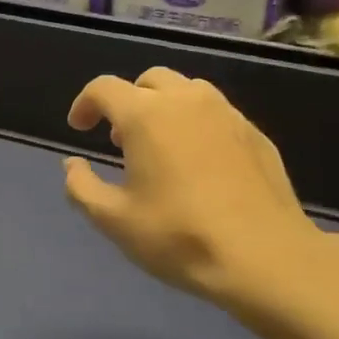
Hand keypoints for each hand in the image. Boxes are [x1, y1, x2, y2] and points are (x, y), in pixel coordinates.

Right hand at [62, 67, 337, 310]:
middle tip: (120, 139)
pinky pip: (216, 113)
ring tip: (161, 146)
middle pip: (148, 80)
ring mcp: (227, 114)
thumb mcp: (114, 220)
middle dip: (127, 101)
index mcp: (146, 115)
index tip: (79, 128)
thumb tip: (72, 165)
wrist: (266, 258)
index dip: (85, 103)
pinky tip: (199, 163)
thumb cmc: (180, 237)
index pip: (104, 88)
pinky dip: (196, 124)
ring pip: (187, 91)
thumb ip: (82, 187)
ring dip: (164, 107)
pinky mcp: (255, 134)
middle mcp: (186, 101)